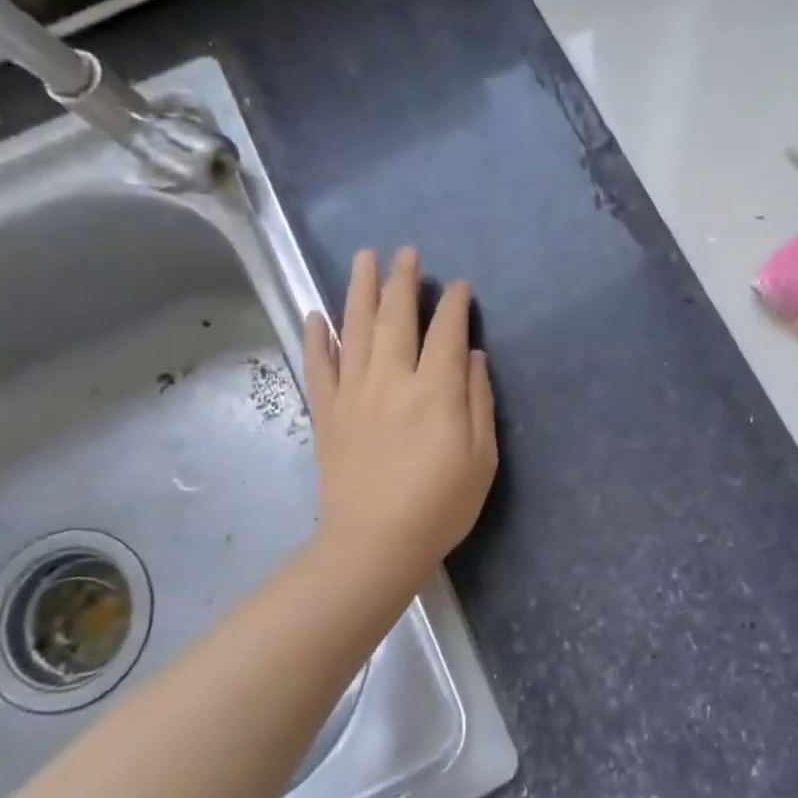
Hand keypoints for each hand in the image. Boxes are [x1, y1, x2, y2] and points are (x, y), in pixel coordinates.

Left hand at [301, 247, 497, 590]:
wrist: (375, 544)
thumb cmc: (440, 505)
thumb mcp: (481, 458)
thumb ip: (478, 401)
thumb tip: (471, 355)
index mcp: (435, 392)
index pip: (446, 332)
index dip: (454, 304)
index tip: (459, 286)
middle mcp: (391, 380)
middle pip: (395, 318)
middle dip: (403, 281)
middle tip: (406, 252)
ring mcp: (353, 394)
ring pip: (354, 329)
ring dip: (359, 290)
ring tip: (364, 258)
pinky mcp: (327, 413)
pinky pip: (318, 366)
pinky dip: (316, 338)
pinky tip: (315, 315)